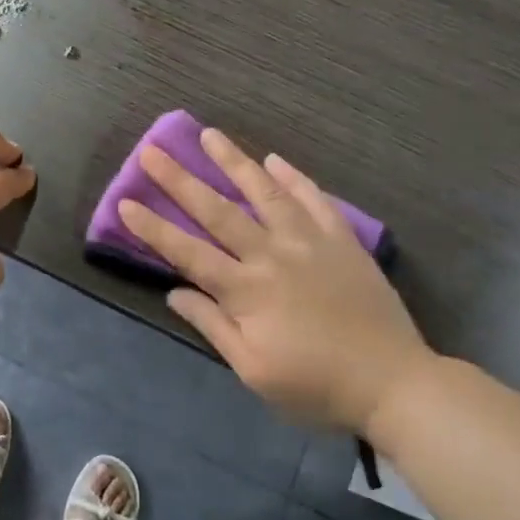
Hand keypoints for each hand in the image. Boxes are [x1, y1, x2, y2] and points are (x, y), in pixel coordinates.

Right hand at [119, 127, 441, 431]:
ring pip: (265, 193)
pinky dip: (293, 178)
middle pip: (219, 211)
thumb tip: (175, 292)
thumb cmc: (315, 386)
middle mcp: (272, 255)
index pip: (188, 253)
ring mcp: (310, 242)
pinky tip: (275, 160)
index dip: (154, 229)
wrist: (393, 382)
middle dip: (180, 180)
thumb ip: (213, 326)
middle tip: (152, 151)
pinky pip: (314, 200)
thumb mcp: (254, 371)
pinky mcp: (342, 240)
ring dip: (234, 162)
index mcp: (247, 291)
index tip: (126, 202)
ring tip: (210, 134)